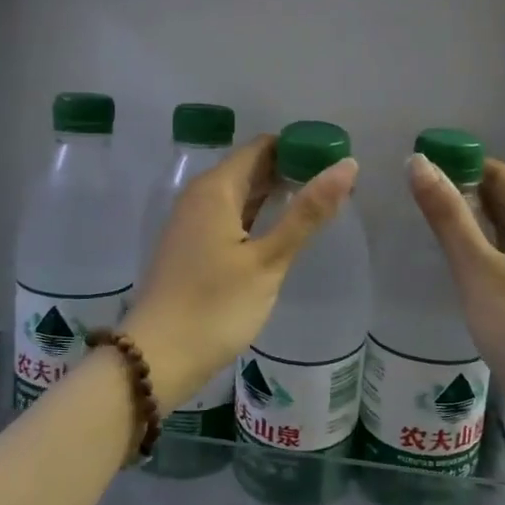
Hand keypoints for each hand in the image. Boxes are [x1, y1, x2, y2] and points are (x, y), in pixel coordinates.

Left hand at [125, 136, 358, 408]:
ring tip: (317, 206)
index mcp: (215, 189)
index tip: (334, 160)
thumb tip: (346, 165)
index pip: (261, 147)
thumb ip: (307, 213)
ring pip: (239, 195)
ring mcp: (192, 223)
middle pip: (250, 168)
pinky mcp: (191, 247)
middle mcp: (199, 196)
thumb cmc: (215, 306)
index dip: (298, 148)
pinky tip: (280, 233)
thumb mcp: (268, 261)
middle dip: (290, 172)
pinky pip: (229, 217)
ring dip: (274, 196)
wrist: (158, 357)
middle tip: (336, 186)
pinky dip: (256, 218)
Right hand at [406, 153, 504, 431]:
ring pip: (500, 228)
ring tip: (421, 221)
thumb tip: (417, 162)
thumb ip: (447, 215)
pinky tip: (450, 259)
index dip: (459, 164)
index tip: (416, 166)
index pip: (497, 173)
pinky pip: (503, 254)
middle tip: (409, 193)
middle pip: (500, 198)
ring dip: (466, 221)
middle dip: (459, 191)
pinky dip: (477, 248)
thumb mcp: (477, 267)